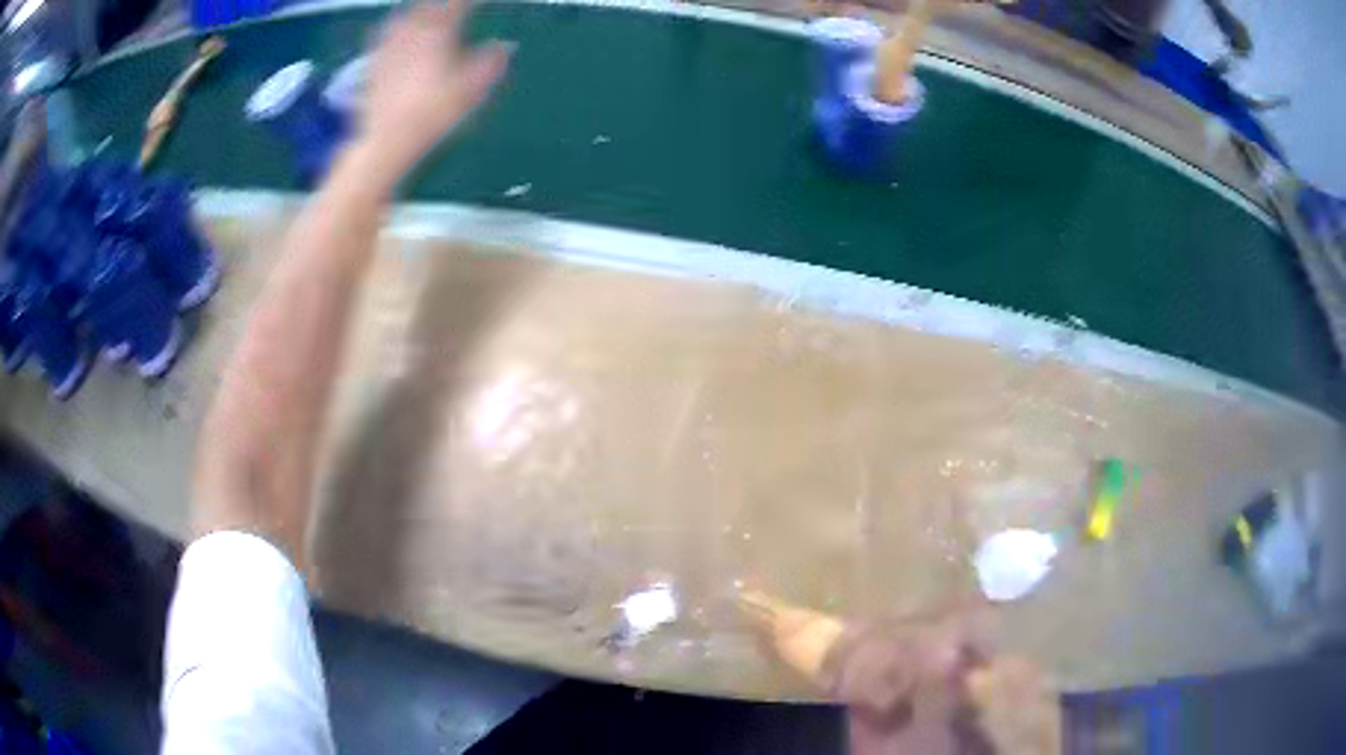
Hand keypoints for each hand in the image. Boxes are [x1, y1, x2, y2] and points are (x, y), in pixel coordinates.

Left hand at [357, 1, 511, 180]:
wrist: (388, 139)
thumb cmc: (434, 112)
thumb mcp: (473, 88)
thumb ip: (492, 62)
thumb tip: (506, 46)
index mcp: (439, 30)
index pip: (459, 5)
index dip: (472, 2)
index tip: (482, 2)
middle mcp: (412, 31)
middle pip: (427, 6)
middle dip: (441, 5)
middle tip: (455, 8)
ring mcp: (389, 46)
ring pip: (404, 16)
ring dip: (416, 12)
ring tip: (424, 14)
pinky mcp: (374, 64)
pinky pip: (384, 35)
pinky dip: (395, 28)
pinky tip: (396, 33)